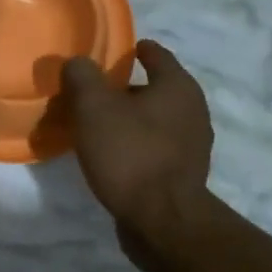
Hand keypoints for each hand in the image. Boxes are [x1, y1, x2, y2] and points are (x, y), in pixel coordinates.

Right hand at [61, 39, 212, 234]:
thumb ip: (82, 77)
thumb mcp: (94, 107)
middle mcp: (193, 111)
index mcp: (178, 86)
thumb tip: (78, 62)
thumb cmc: (130, 154)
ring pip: (156, 121)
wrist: (162, 221)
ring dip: (131, 120)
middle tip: (95, 92)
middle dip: (127, 89)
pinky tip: (113, 155)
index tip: (115, 51)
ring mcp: (192, 146)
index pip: (157, 54)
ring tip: (98, 126)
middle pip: (156, 89)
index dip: (135, 50)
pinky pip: (155, 148)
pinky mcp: (184, 175)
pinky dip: (136, 145)